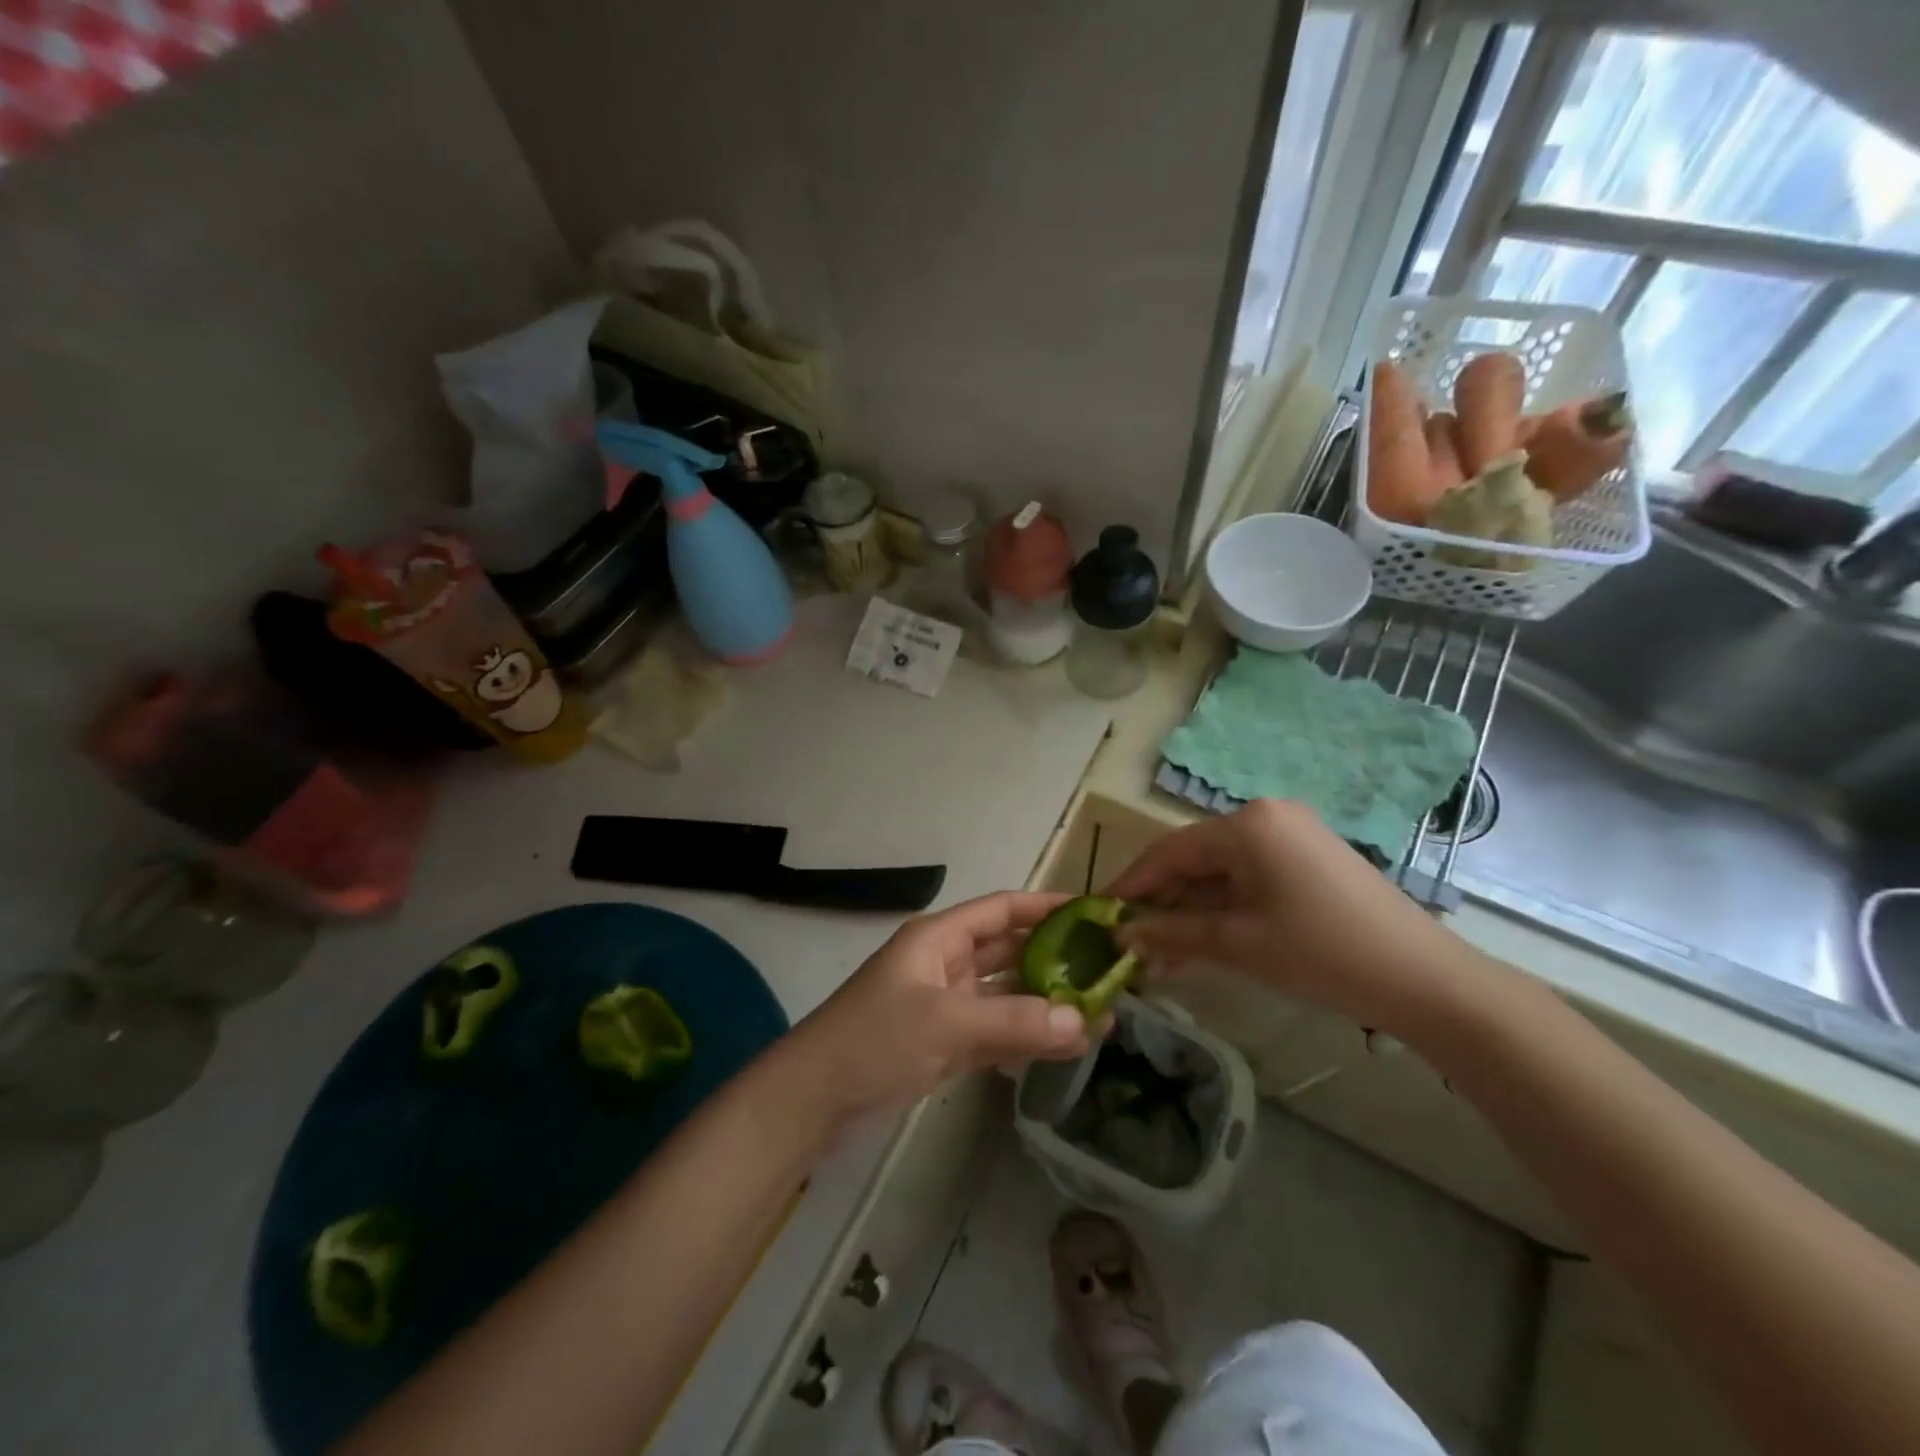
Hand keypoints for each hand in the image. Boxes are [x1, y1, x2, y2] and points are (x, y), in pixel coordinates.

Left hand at [789, 892, 1092, 1122]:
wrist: (813, 1101)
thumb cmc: (873, 1041)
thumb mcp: (944, 1024)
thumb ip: (1013, 1021)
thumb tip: (1085, 1022)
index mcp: (940, 938)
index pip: (1003, 909)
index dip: (1047, 907)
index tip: (1096, 914)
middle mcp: (946, 964)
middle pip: (1010, 952)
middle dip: (1057, 962)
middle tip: (1110, 975)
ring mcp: (946, 1006)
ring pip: (1007, 996)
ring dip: (1047, 1005)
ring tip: (1101, 1019)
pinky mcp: (945, 1044)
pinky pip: (996, 1031)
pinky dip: (1026, 1038)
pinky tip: (1064, 1049)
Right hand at [1108, 800, 1484, 1034]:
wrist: (1425, 980)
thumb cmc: (1322, 953)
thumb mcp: (1239, 943)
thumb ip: (1172, 932)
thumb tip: (1120, 935)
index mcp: (1247, 824)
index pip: (1170, 850)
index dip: (1132, 884)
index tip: (1102, 913)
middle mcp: (1267, 816)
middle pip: (1196, 858)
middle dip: (1163, 902)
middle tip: (1134, 942)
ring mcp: (1293, 835)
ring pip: (1222, 871)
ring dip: (1193, 909)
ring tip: (1165, 952)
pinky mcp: (1311, 858)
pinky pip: (1251, 877)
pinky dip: (1226, 906)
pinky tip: (1208, 940)